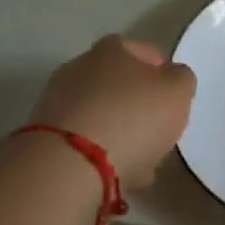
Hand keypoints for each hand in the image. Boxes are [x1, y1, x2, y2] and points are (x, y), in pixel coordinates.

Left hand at [28, 36, 196, 191]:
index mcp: (112, 49)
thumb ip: (181, 79)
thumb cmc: (133, 117)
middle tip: (158, 132)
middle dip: (138, 106)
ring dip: (120, 134)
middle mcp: (79, 67)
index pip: (142, 50)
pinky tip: (118, 175)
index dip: (161, 72)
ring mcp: (56, 102)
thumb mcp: (178, 91)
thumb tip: (171, 78)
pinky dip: (100, 154)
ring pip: (101, 115)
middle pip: (118, 84)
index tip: (173, 97)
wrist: (68, 166)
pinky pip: (83, 142)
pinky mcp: (44, 138)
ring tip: (142, 163)